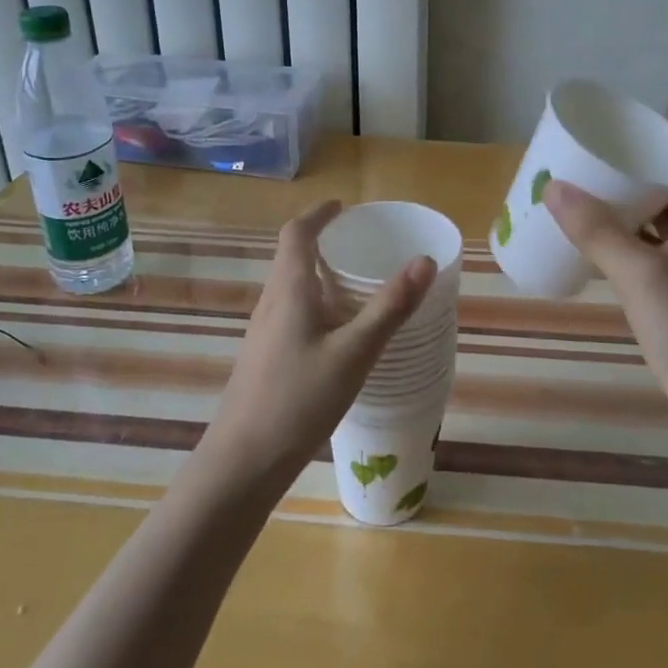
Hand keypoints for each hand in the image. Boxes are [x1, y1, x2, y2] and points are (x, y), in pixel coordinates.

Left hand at [200, 201, 437, 487]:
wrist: (243, 460)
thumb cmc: (299, 399)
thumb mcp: (355, 353)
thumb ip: (390, 307)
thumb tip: (424, 260)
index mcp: (288, 291)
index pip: (296, 234)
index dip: (318, 215)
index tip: (342, 207)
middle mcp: (270, 303)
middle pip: (291, 257)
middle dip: (321, 242)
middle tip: (358, 243)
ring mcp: (263, 333)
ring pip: (290, 288)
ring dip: (317, 274)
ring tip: (353, 284)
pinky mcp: (264, 358)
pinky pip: (290, 313)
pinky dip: (314, 304)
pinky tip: (336, 333)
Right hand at [542, 106, 667, 429]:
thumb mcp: (642, 279)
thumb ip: (599, 234)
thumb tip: (555, 188)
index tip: (662, 110)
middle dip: (658, 160)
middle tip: (616, 149)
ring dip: (644, 198)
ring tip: (603, 188)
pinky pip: (661, 248)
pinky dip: (637, 235)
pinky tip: (607, 242)